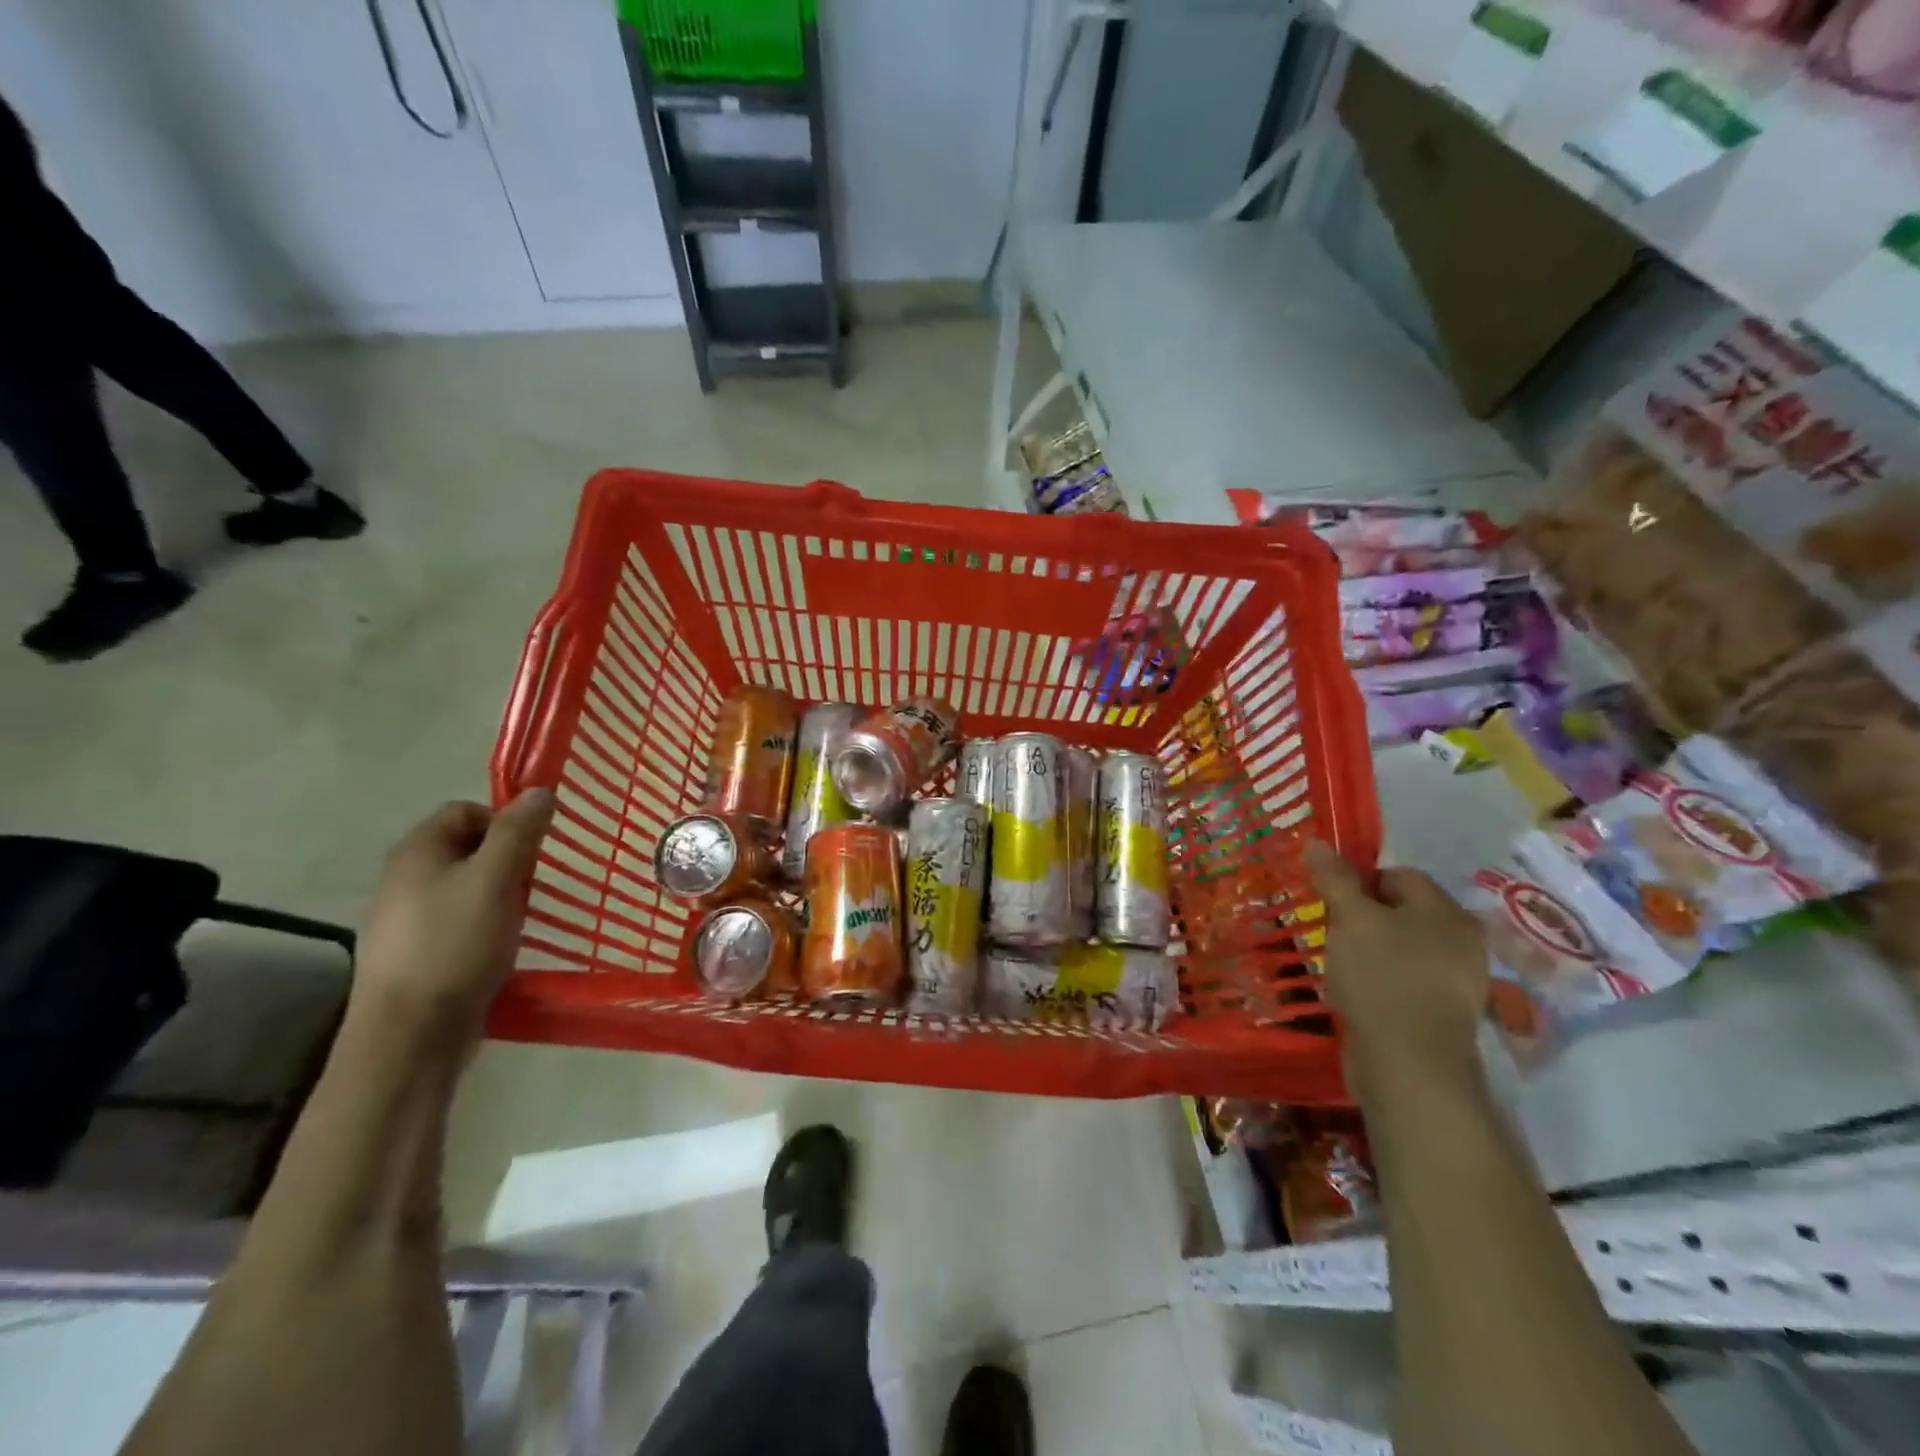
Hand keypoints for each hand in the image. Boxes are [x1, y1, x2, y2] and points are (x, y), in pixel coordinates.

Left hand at [349, 790, 554, 1052]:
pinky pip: (459, 918)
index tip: (532, 852)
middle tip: (529, 886)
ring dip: (499, 893)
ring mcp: (407, 917)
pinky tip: (499, 945)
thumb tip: (540, 790)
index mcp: (417, 851)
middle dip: (506, 860)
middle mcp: (404, 877)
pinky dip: (484, 922)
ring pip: (466, 884)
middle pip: (467, 847)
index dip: (504, 821)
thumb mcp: (495, 879)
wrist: (411, 1033)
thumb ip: (518, 833)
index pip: (466, 810)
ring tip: (518, 918)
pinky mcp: (418, 950)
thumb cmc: (455, 944)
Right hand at [1304, 841, 1488, 1102]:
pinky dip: (1382, 980)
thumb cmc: (1381, 978)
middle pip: (1402, 911)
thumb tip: (1316, 842)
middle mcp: (1461, 941)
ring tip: (1342, 964)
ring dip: (1370, 949)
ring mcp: (1456, 980)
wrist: (1410, 1066)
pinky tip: (1360, 993)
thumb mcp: (1350, 919)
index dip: (1359, 882)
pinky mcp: (1442, 1013)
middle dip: (1363, 917)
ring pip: (1402, 946)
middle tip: (1333, 932)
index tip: (1331, 904)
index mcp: (1446, 912)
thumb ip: (1335, 879)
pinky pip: (1406, 979)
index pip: (1398, 875)